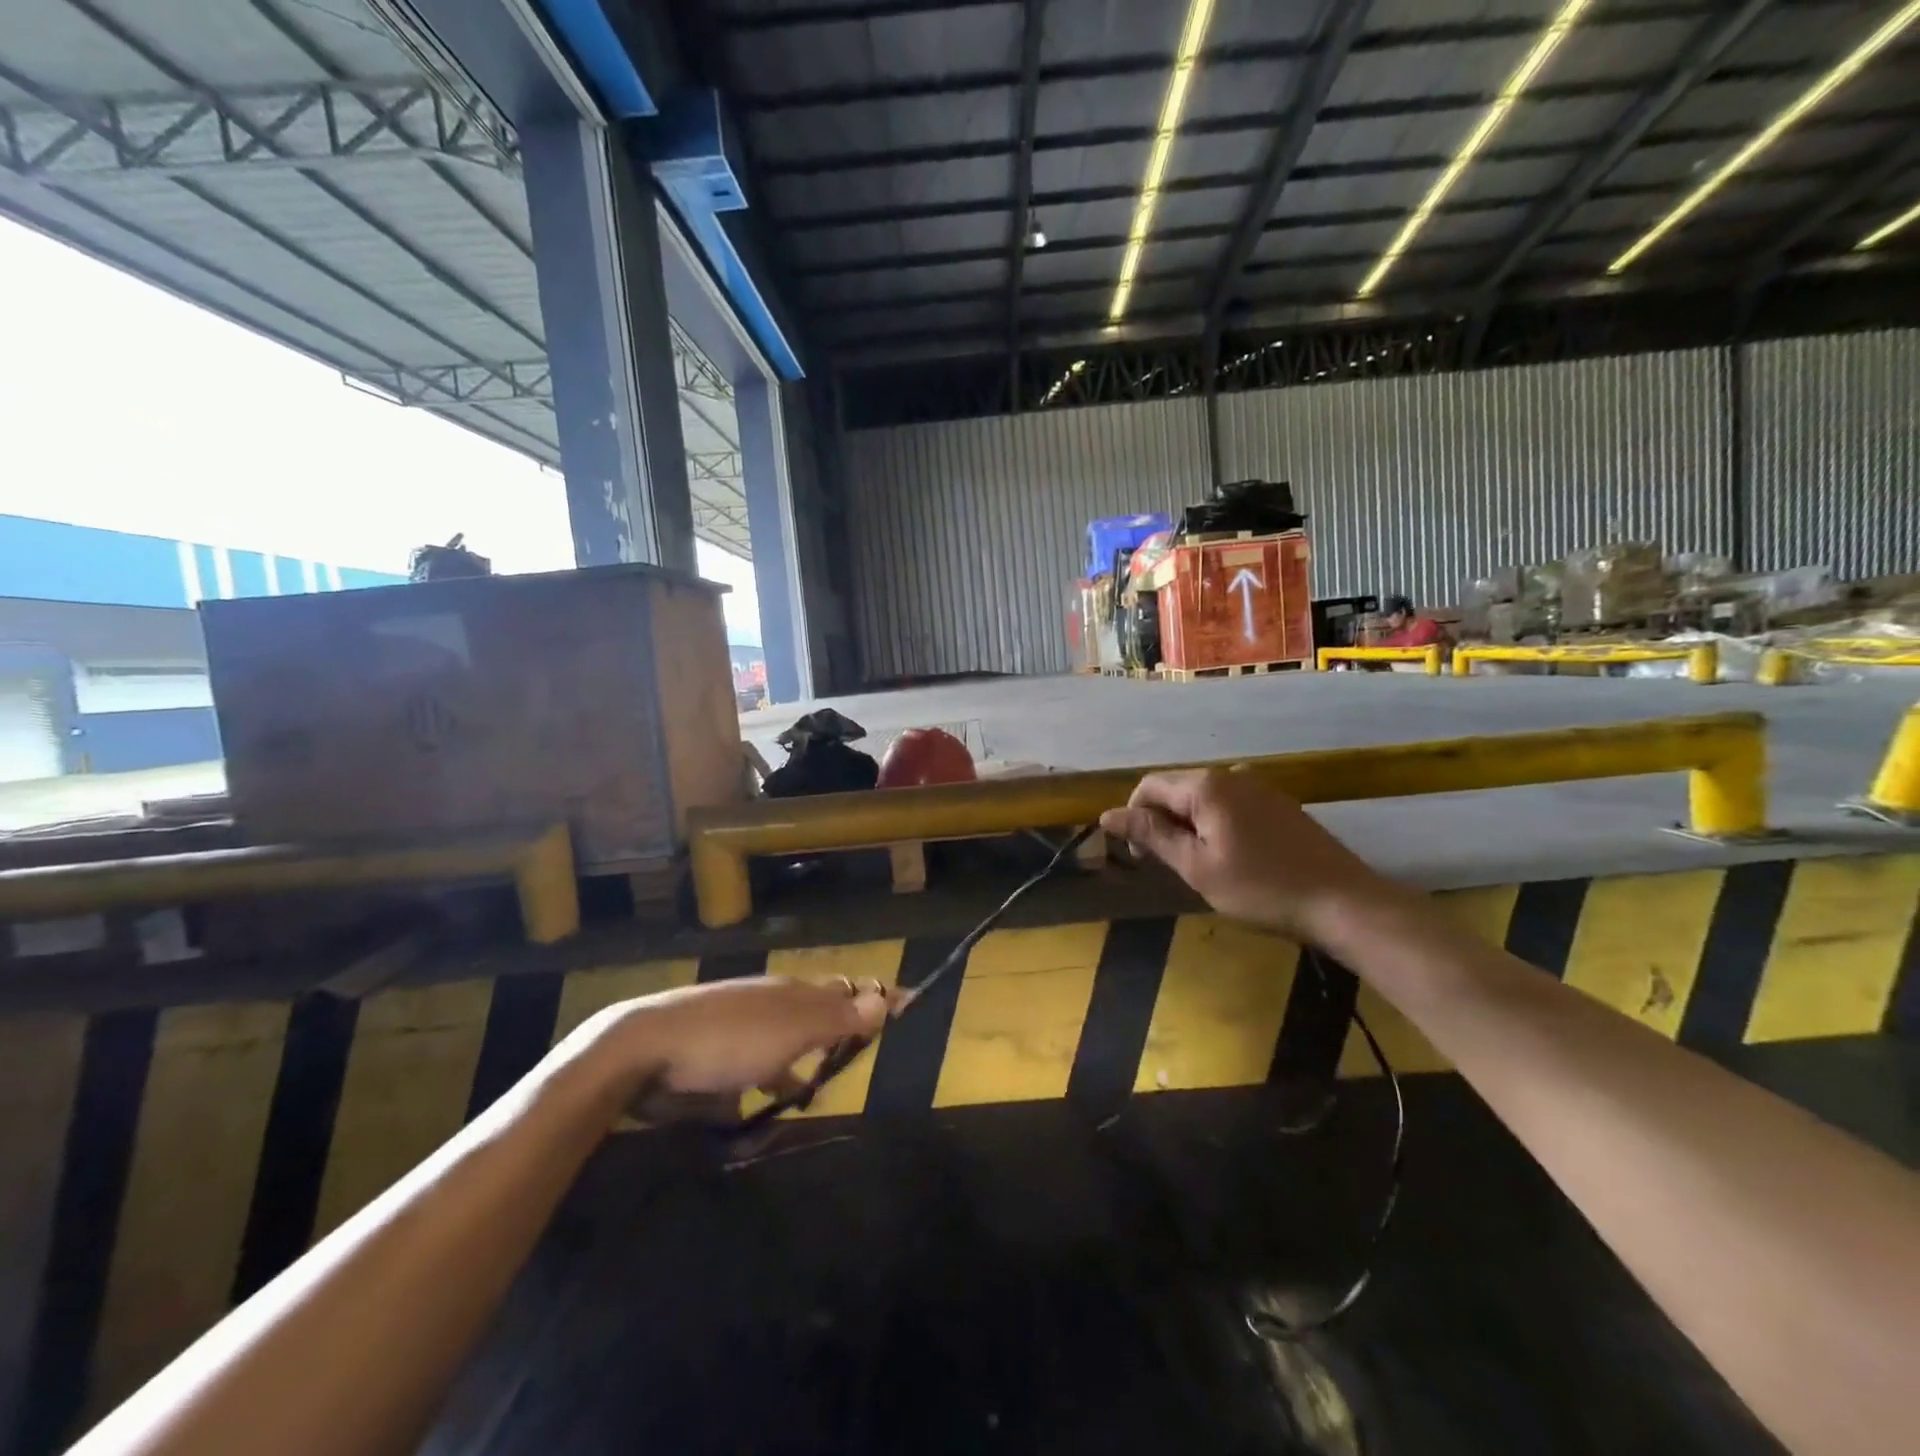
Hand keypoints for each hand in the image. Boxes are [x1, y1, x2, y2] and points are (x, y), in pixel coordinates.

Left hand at [570, 977, 891, 1103]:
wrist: (645, 1048)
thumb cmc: (729, 1037)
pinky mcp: (712, 1056)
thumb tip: (887, 996)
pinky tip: (766, 1104)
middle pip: (816, 1013)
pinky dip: (766, 1082)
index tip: (907, 1006)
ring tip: (814, 1092)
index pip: (845, 990)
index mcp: (791, 991)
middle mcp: (769, 1003)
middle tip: (861, 1052)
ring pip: (784, 1043)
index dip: (874, 1000)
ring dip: (802, 1063)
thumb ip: (839, 1017)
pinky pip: (752, 1068)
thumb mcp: (791, 1028)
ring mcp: (739, 1028)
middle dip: (839, 1031)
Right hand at [1098, 767, 1391, 940]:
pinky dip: (1216, 825)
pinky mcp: (1279, 804)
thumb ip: (1152, 835)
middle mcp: (1232, 774)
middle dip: (1162, 822)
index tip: (1139, 857)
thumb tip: (1107, 815)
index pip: (1150, 786)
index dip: (1133, 817)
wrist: (1343, 902)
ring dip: (1189, 825)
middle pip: (1177, 789)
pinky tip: (1231, 858)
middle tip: (1168, 865)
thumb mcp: (1197, 866)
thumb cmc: (1261, 888)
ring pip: (1204, 798)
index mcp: (1207, 786)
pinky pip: (1231, 805)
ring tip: (1198, 865)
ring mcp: (1260, 787)